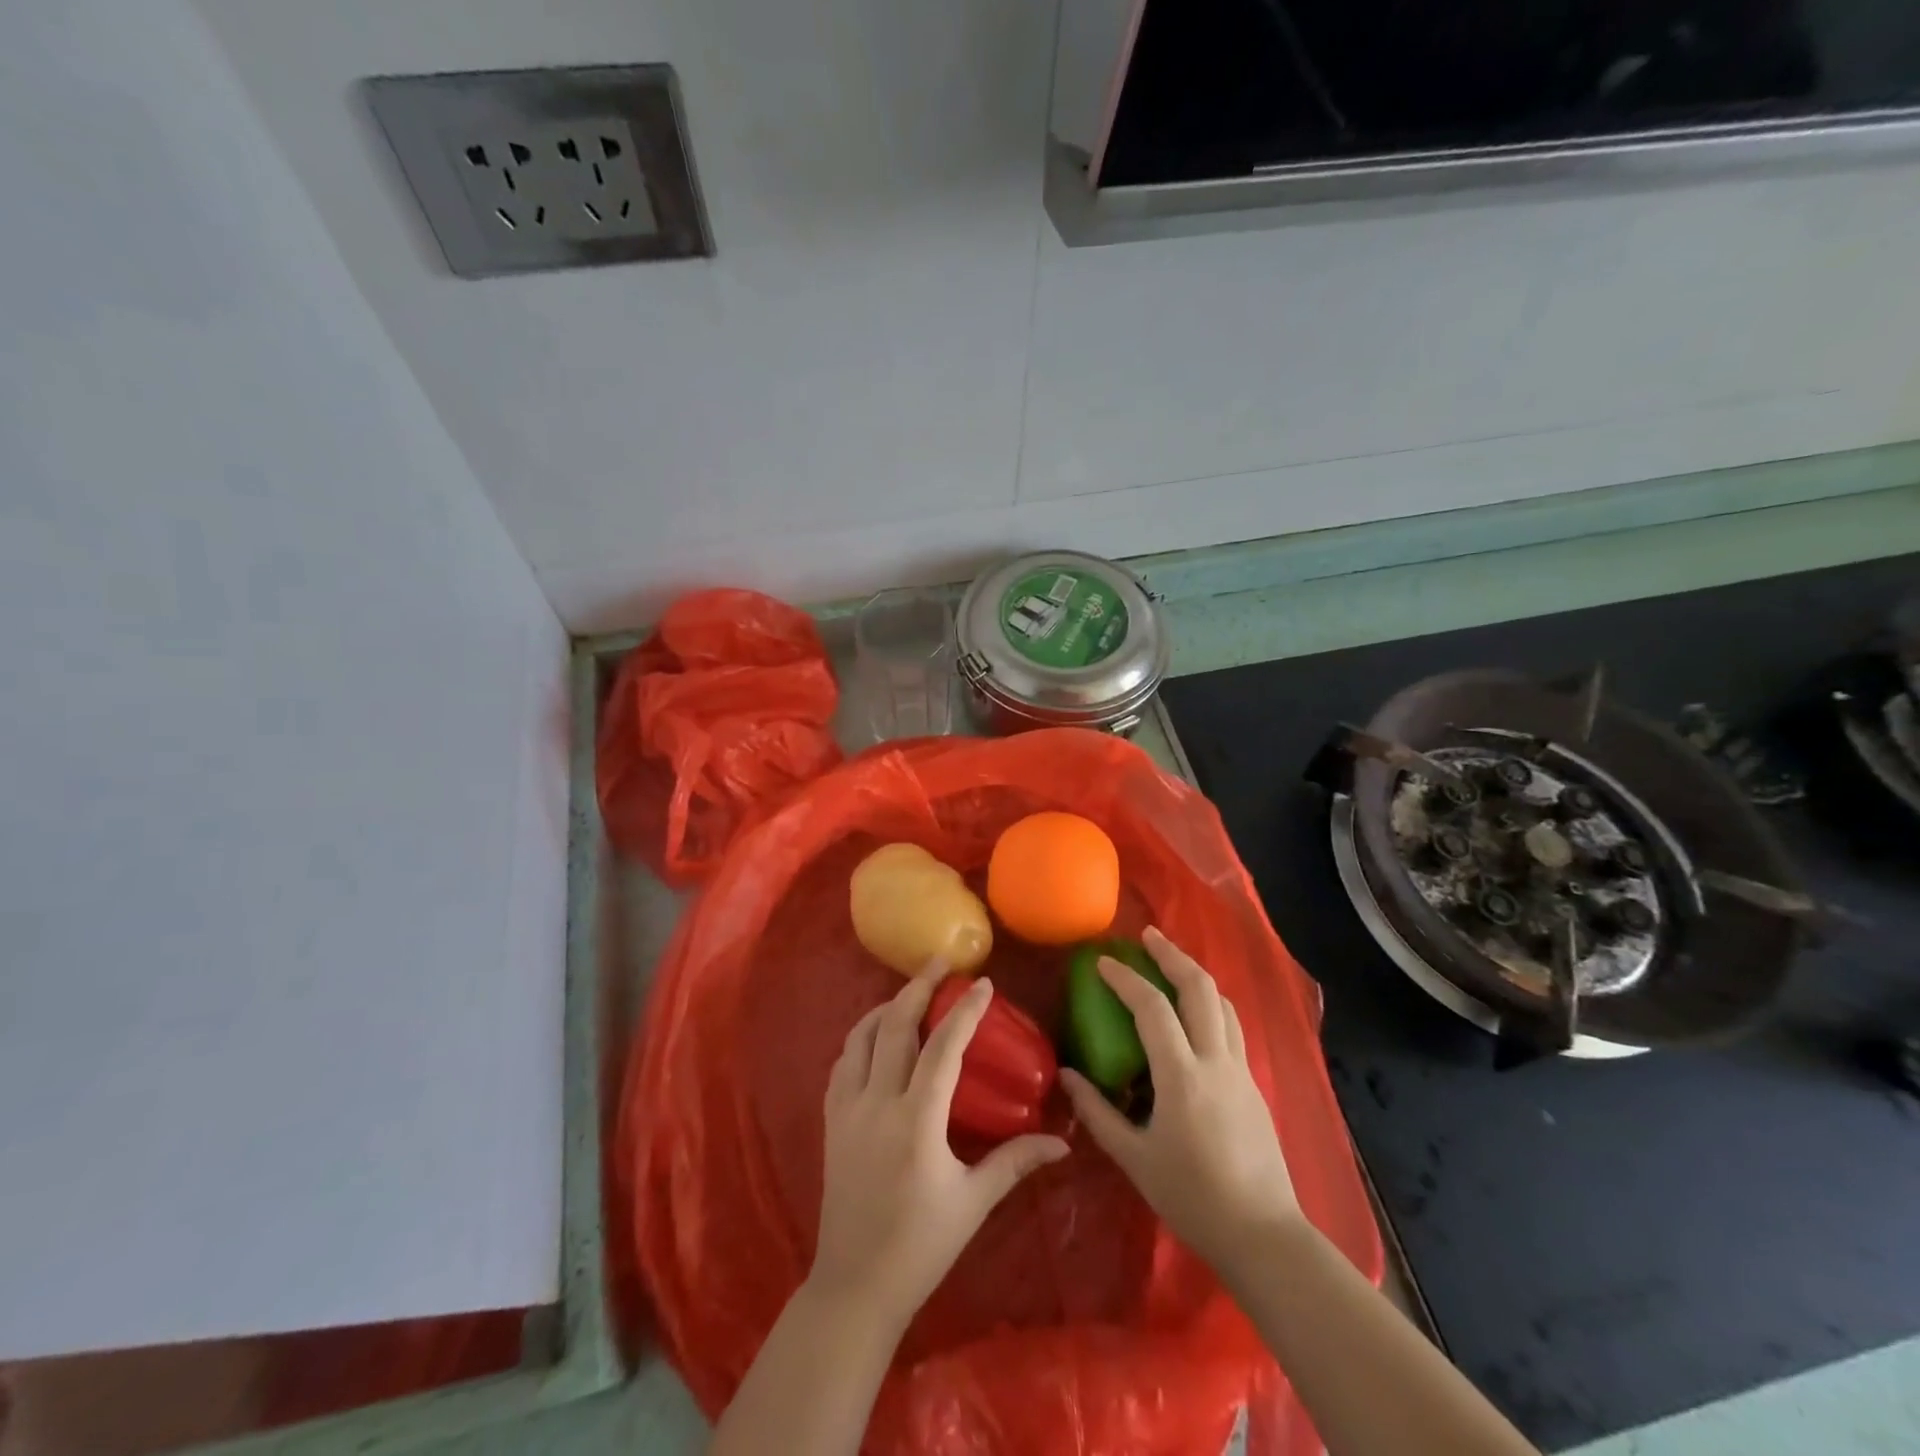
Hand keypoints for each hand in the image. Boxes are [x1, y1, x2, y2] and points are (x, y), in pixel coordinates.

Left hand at [810, 970, 1069, 1332]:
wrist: (854, 1286)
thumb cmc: (920, 1246)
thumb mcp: (973, 1202)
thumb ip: (1015, 1162)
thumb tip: (1062, 1140)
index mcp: (916, 1122)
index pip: (942, 1048)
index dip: (963, 1011)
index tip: (982, 983)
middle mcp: (877, 1104)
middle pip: (895, 1026)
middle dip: (918, 986)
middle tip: (940, 962)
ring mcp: (847, 1110)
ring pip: (861, 1037)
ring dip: (887, 1007)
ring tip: (910, 993)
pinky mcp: (831, 1121)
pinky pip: (843, 1062)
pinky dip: (862, 1037)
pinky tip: (877, 1037)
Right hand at [1060, 927, 1302, 1273]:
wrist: (1263, 1235)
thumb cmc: (1192, 1198)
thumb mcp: (1135, 1159)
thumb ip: (1098, 1113)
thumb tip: (1068, 1076)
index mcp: (1183, 1077)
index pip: (1152, 1008)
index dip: (1126, 978)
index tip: (1103, 961)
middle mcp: (1216, 1061)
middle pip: (1200, 988)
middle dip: (1172, 955)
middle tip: (1147, 937)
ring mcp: (1240, 1070)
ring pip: (1223, 1003)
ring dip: (1196, 975)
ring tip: (1172, 964)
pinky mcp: (1254, 1084)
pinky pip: (1231, 1027)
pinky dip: (1210, 1004)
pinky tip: (1195, 1015)